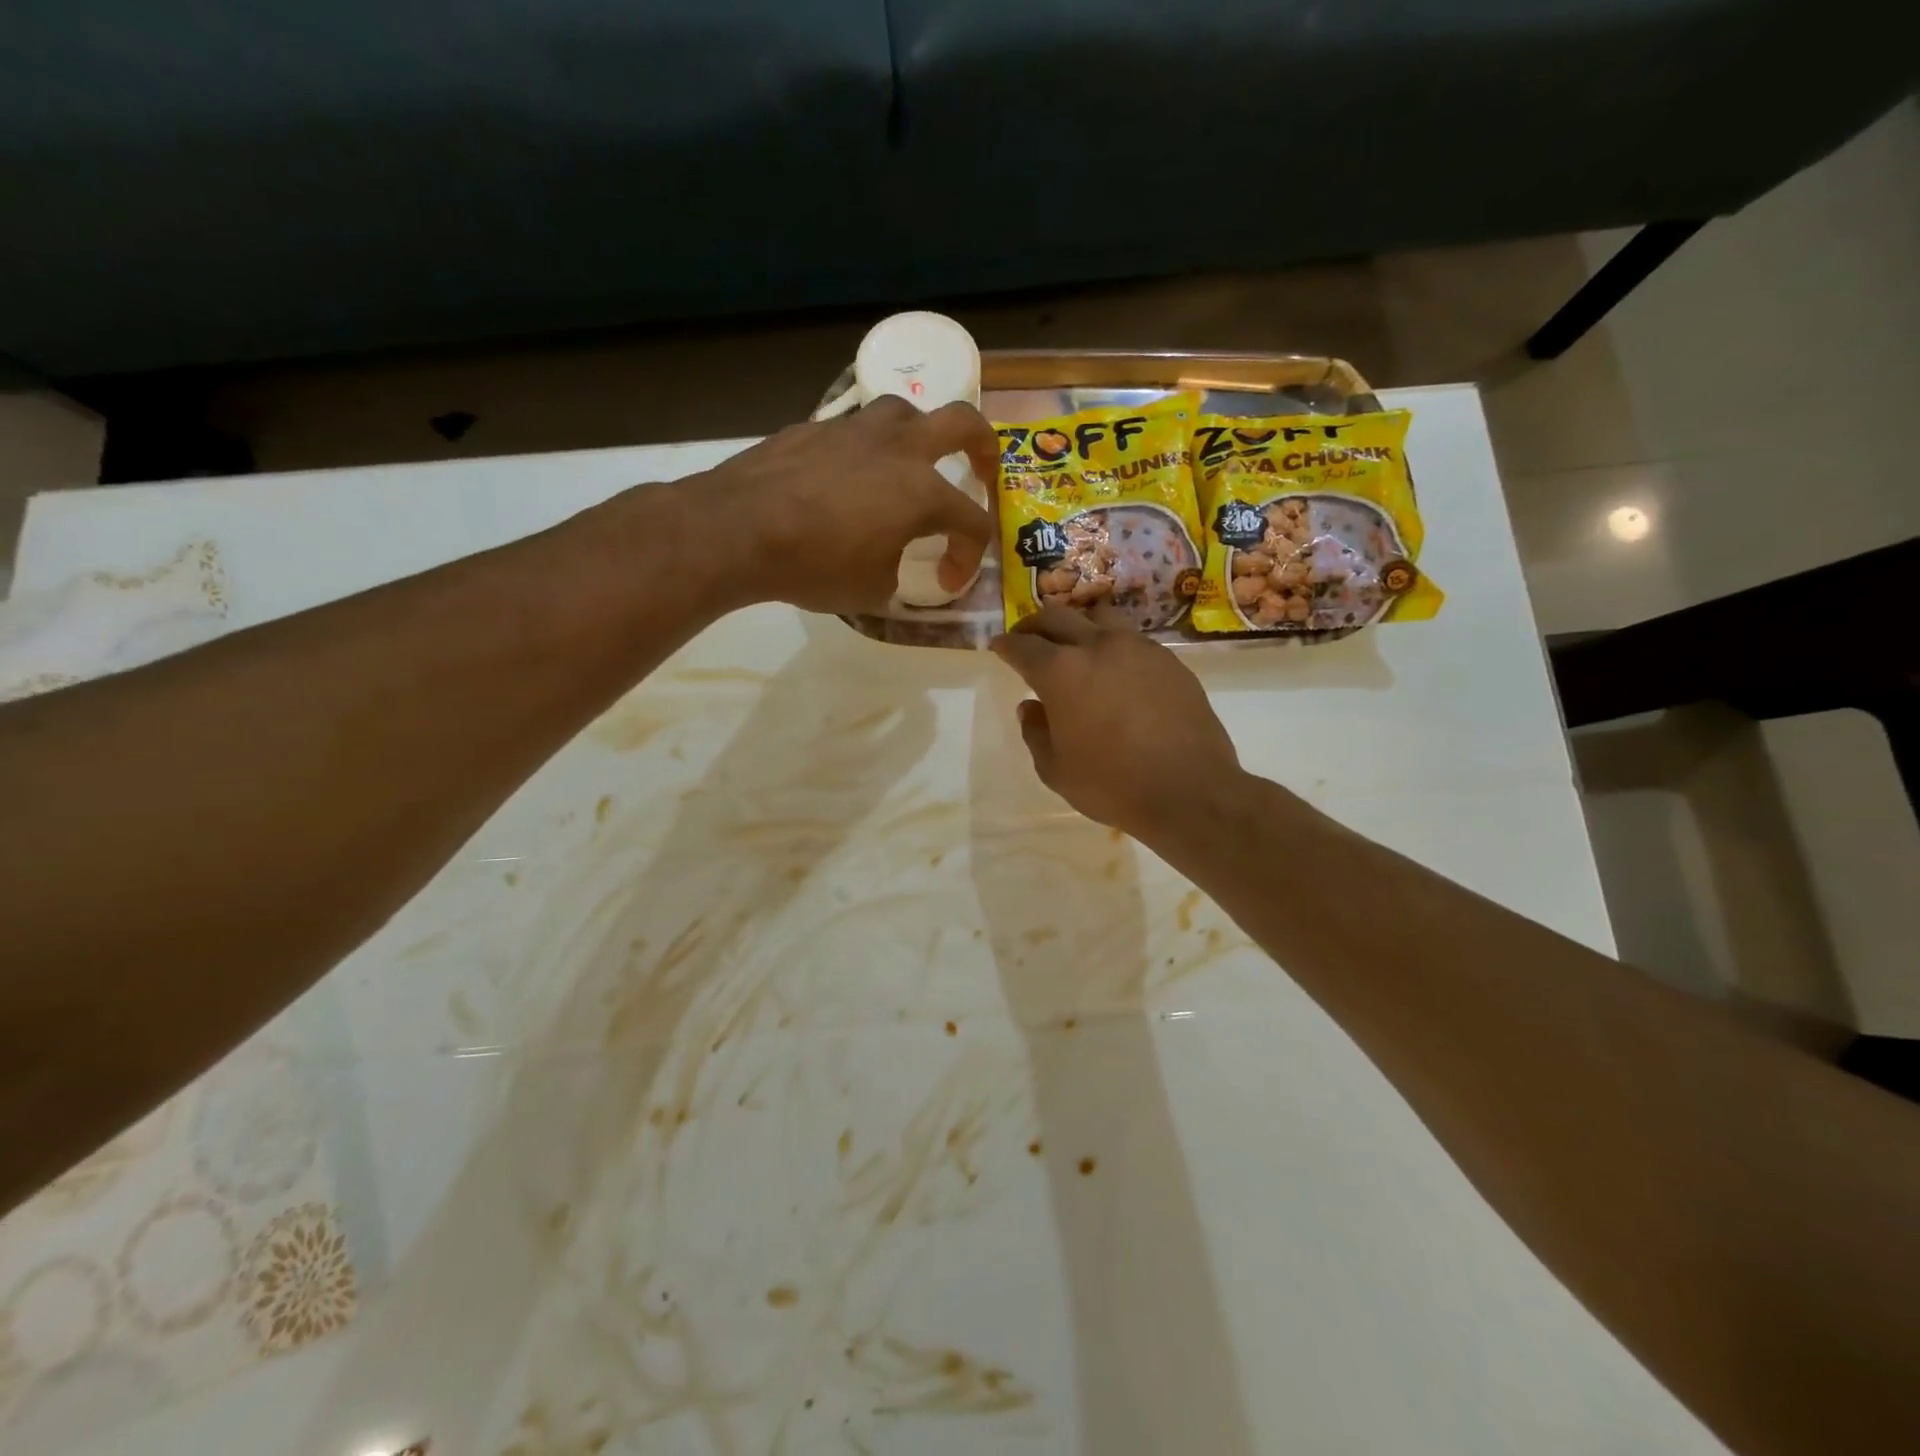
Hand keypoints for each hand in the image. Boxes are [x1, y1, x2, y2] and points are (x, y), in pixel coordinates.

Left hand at [696, 395, 998, 614]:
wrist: (739, 530)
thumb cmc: (816, 565)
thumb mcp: (872, 589)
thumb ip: (896, 571)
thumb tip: (891, 562)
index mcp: (923, 492)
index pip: (972, 522)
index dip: (970, 556)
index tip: (949, 581)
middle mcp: (897, 449)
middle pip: (962, 423)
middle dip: (985, 446)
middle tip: (984, 469)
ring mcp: (853, 431)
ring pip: (904, 411)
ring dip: (919, 434)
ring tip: (909, 462)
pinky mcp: (813, 428)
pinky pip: (852, 429)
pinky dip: (863, 450)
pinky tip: (847, 476)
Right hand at [989, 604, 1242, 843]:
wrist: (1189, 790)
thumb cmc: (1112, 784)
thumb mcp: (1056, 769)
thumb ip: (1035, 732)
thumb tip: (1030, 707)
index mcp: (1061, 671)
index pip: (1022, 646)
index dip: (1006, 645)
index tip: (999, 647)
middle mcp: (1097, 646)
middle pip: (1057, 617)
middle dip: (1034, 625)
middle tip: (1027, 638)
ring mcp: (1138, 648)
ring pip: (1098, 618)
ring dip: (1077, 625)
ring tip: (1073, 644)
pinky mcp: (1169, 660)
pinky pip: (1131, 640)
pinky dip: (1112, 646)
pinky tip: (1115, 670)